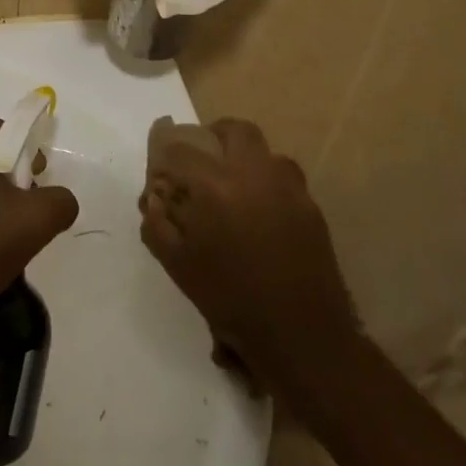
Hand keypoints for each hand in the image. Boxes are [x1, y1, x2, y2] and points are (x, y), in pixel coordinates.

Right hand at [140, 118, 356, 395]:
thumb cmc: (231, 300)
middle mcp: (254, 174)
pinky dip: (269, 182)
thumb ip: (158, 225)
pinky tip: (261, 211)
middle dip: (215, 136)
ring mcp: (289, 188)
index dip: (167, 154)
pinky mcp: (312, 206)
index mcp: (216, 186)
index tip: (162, 169)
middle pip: (235, 131)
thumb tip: (153, 200)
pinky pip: (286, 178)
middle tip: (204, 158)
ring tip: (235, 185)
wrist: (301, 334)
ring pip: (266, 152)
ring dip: (247, 158)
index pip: (182, 150)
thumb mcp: (179, 266)